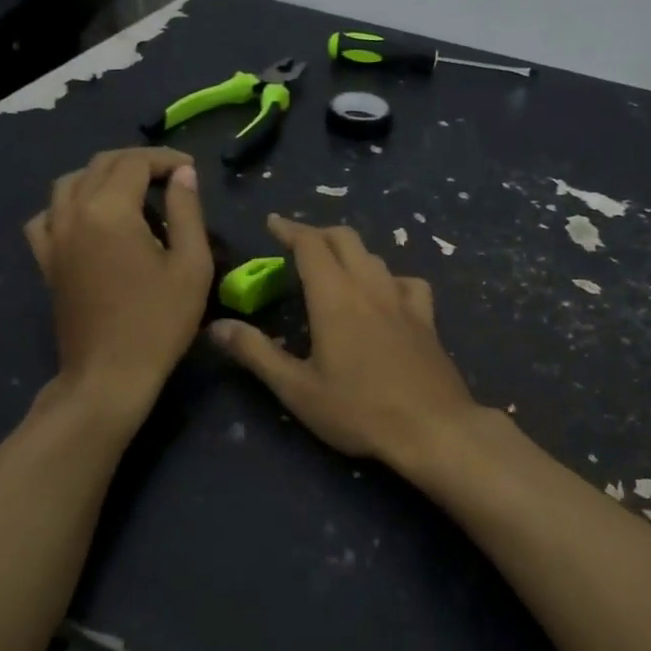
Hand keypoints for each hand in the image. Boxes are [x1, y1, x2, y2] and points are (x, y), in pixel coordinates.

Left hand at [25, 147, 212, 413]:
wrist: (109, 375)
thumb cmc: (159, 322)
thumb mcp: (191, 265)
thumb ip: (188, 212)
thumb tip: (184, 175)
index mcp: (110, 210)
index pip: (136, 163)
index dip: (166, 160)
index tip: (191, 171)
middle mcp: (74, 213)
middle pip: (101, 165)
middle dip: (138, 162)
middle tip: (170, 176)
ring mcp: (54, 237)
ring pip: (70, 183)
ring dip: (102, 175)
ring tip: (132, 190)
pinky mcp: (46, 260)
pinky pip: (47, 215)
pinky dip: (68, 204)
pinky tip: (88, 218)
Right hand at [210, 216, 482, 470]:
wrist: (433, 428)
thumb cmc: (358, 410)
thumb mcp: (297, 388)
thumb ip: (256, 353)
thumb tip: (217, 326)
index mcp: (334, 297)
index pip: (310, 245)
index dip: (289, 229)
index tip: (273, 223)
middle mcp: (369, 286)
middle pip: (345, 239)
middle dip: (318, 233)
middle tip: (297, 242)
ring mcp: (403, 300)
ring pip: (374, 256)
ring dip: (350, 251)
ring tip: (334, 265)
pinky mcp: (426, 318)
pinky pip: (407, 281)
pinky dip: (388, 277)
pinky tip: (386, 294)